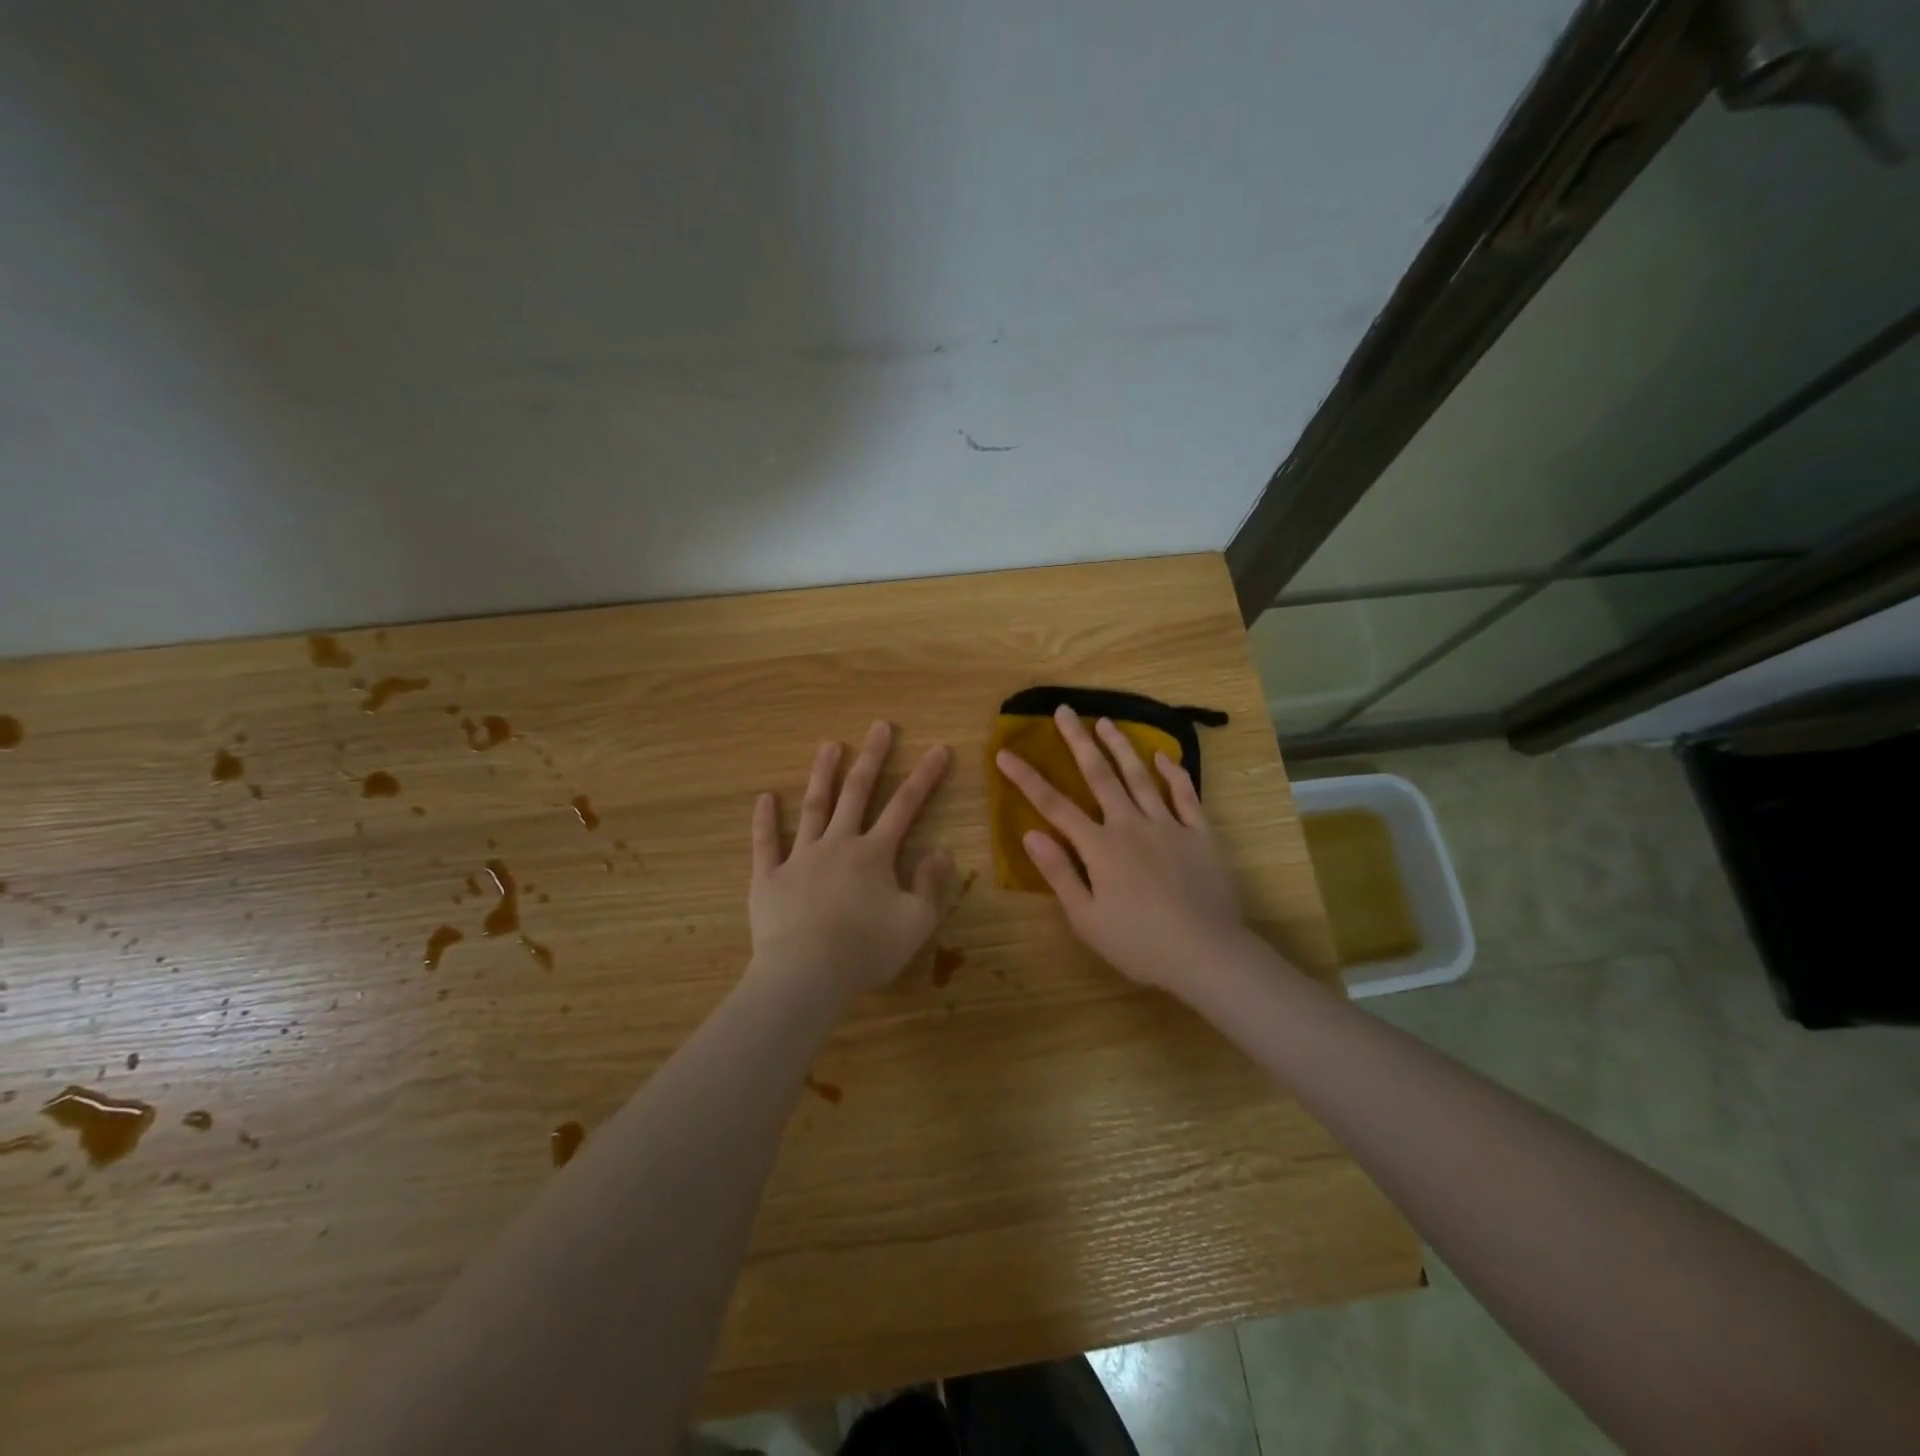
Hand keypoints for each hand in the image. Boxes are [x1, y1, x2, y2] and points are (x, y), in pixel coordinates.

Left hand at [749, 721, 952, 998]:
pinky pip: (765, 843)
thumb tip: (942, 849)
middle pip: (857, 793)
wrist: (806, 974)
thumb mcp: (916, 922)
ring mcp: (800, 857)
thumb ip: (930, 883)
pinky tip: (765, 797)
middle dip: (871, 758)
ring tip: (829, 745)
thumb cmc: (866, 950)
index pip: (905, 806)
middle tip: (879, 726)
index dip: (924, 777)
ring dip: (823, 775)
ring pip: (814, 807)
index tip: (938, 749)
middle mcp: (838, 845)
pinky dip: (765, 820)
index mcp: (875, 854)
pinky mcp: (769, 877)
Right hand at [996, 705, 1252, 997]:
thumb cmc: (1139, 943)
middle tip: (1064, 710)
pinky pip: (1186, 796)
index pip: (1054, 805)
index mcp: (1099, 846)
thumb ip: (1058, 872)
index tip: (1005, 753)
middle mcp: (1130, 825)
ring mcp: (1169, 825)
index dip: (1026, 778)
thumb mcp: (1086, 918)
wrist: (1206, 954)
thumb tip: (1030, 833)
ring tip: (1105, 721)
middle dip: (1078, 741)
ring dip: (1120, 747)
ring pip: (1140, 776)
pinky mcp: (1200, 834)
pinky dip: (1174, 773)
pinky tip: (1164, 756)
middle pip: (1099, 775)